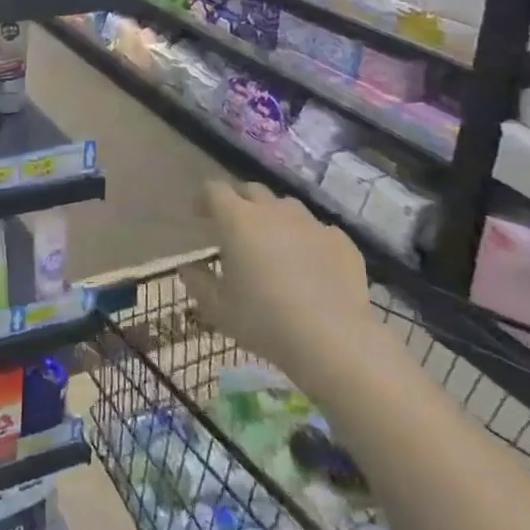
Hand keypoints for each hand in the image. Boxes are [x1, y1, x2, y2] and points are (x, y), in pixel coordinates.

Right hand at [185, 180, 369, 373]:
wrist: (333, 339)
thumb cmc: (264, 320)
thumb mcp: (218, 308)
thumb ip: (197, 282)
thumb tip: (188, 268)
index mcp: (237, 220)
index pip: (215, 190)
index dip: (204, 198)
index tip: (200, 216)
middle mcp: (273, 211)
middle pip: (251, 190)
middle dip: (239, 202)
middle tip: (234, 228)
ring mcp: (311, 223)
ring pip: (286, 207)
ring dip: (274, 218)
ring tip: (273, 245)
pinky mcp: (341, 241)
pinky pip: (318, 230)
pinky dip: (307, 240)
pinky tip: (309, 265)